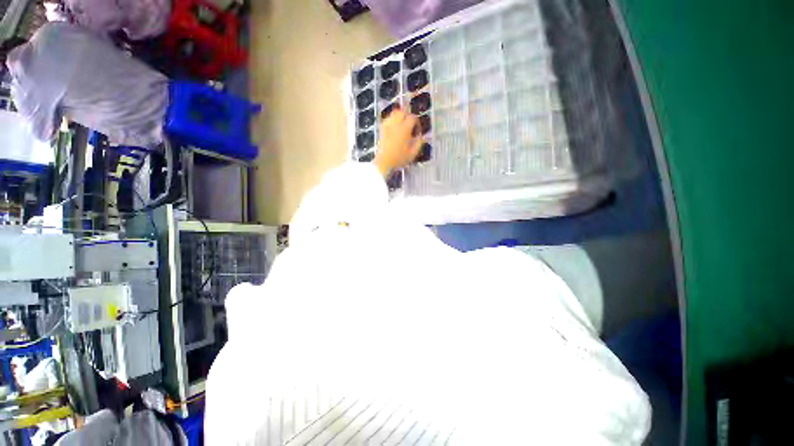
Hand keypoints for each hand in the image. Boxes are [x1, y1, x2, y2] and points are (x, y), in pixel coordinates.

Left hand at [373, 107, 423, 177]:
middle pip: (402, 112)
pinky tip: (394, 128)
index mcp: (404, 129)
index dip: (417, 122)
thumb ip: (419, 143)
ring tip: (403, 125)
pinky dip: (392, 120)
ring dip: (400, 117)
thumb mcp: (412, 154)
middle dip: (408, 116)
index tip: (418, 130)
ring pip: (394, 113)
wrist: (384, 162)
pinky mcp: (382, 129)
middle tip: (410, 125)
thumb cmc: (399, 159)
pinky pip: (388, 119)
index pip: (413, 118)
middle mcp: (395, 125)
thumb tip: (423, 138)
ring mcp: (387, 126)